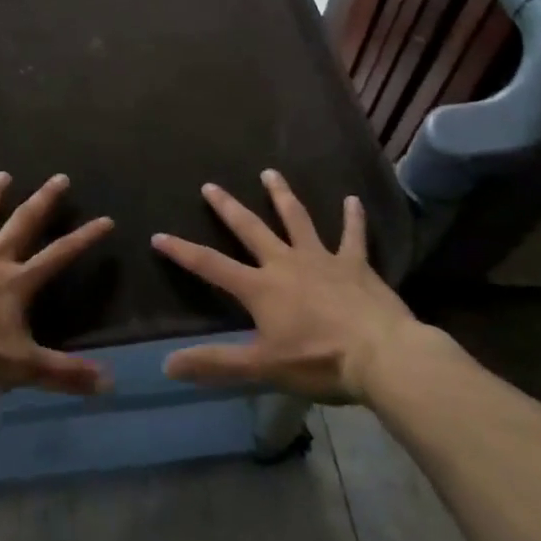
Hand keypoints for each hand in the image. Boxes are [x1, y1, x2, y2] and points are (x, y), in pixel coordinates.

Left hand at [0, 172, 113, 396]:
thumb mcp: (23, 368)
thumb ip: (66, 374)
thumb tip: (111, 383)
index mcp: (17, 282)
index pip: (59, 255)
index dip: (85, 238)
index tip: (106, 220)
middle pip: (22, 222)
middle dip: (44, 200)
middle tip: (60, 178)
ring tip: (3, 175)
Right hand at [152, 169, 435, 401]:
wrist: (381, 356)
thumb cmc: (318, 362)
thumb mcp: (262, 367)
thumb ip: (215, 363)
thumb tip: (166, 364)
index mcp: (260, 288)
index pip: (211, 265)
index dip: (182, 251)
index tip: (158, 235)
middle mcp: (285, 263)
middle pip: (251, 229)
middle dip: (228, 208)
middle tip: (210, 185)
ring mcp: (321, 259)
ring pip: (296, 219)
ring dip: (282, 196)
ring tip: (270, 172)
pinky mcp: (355, 264)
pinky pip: (353, 236)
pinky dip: (353, 218)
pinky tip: (353, 200)